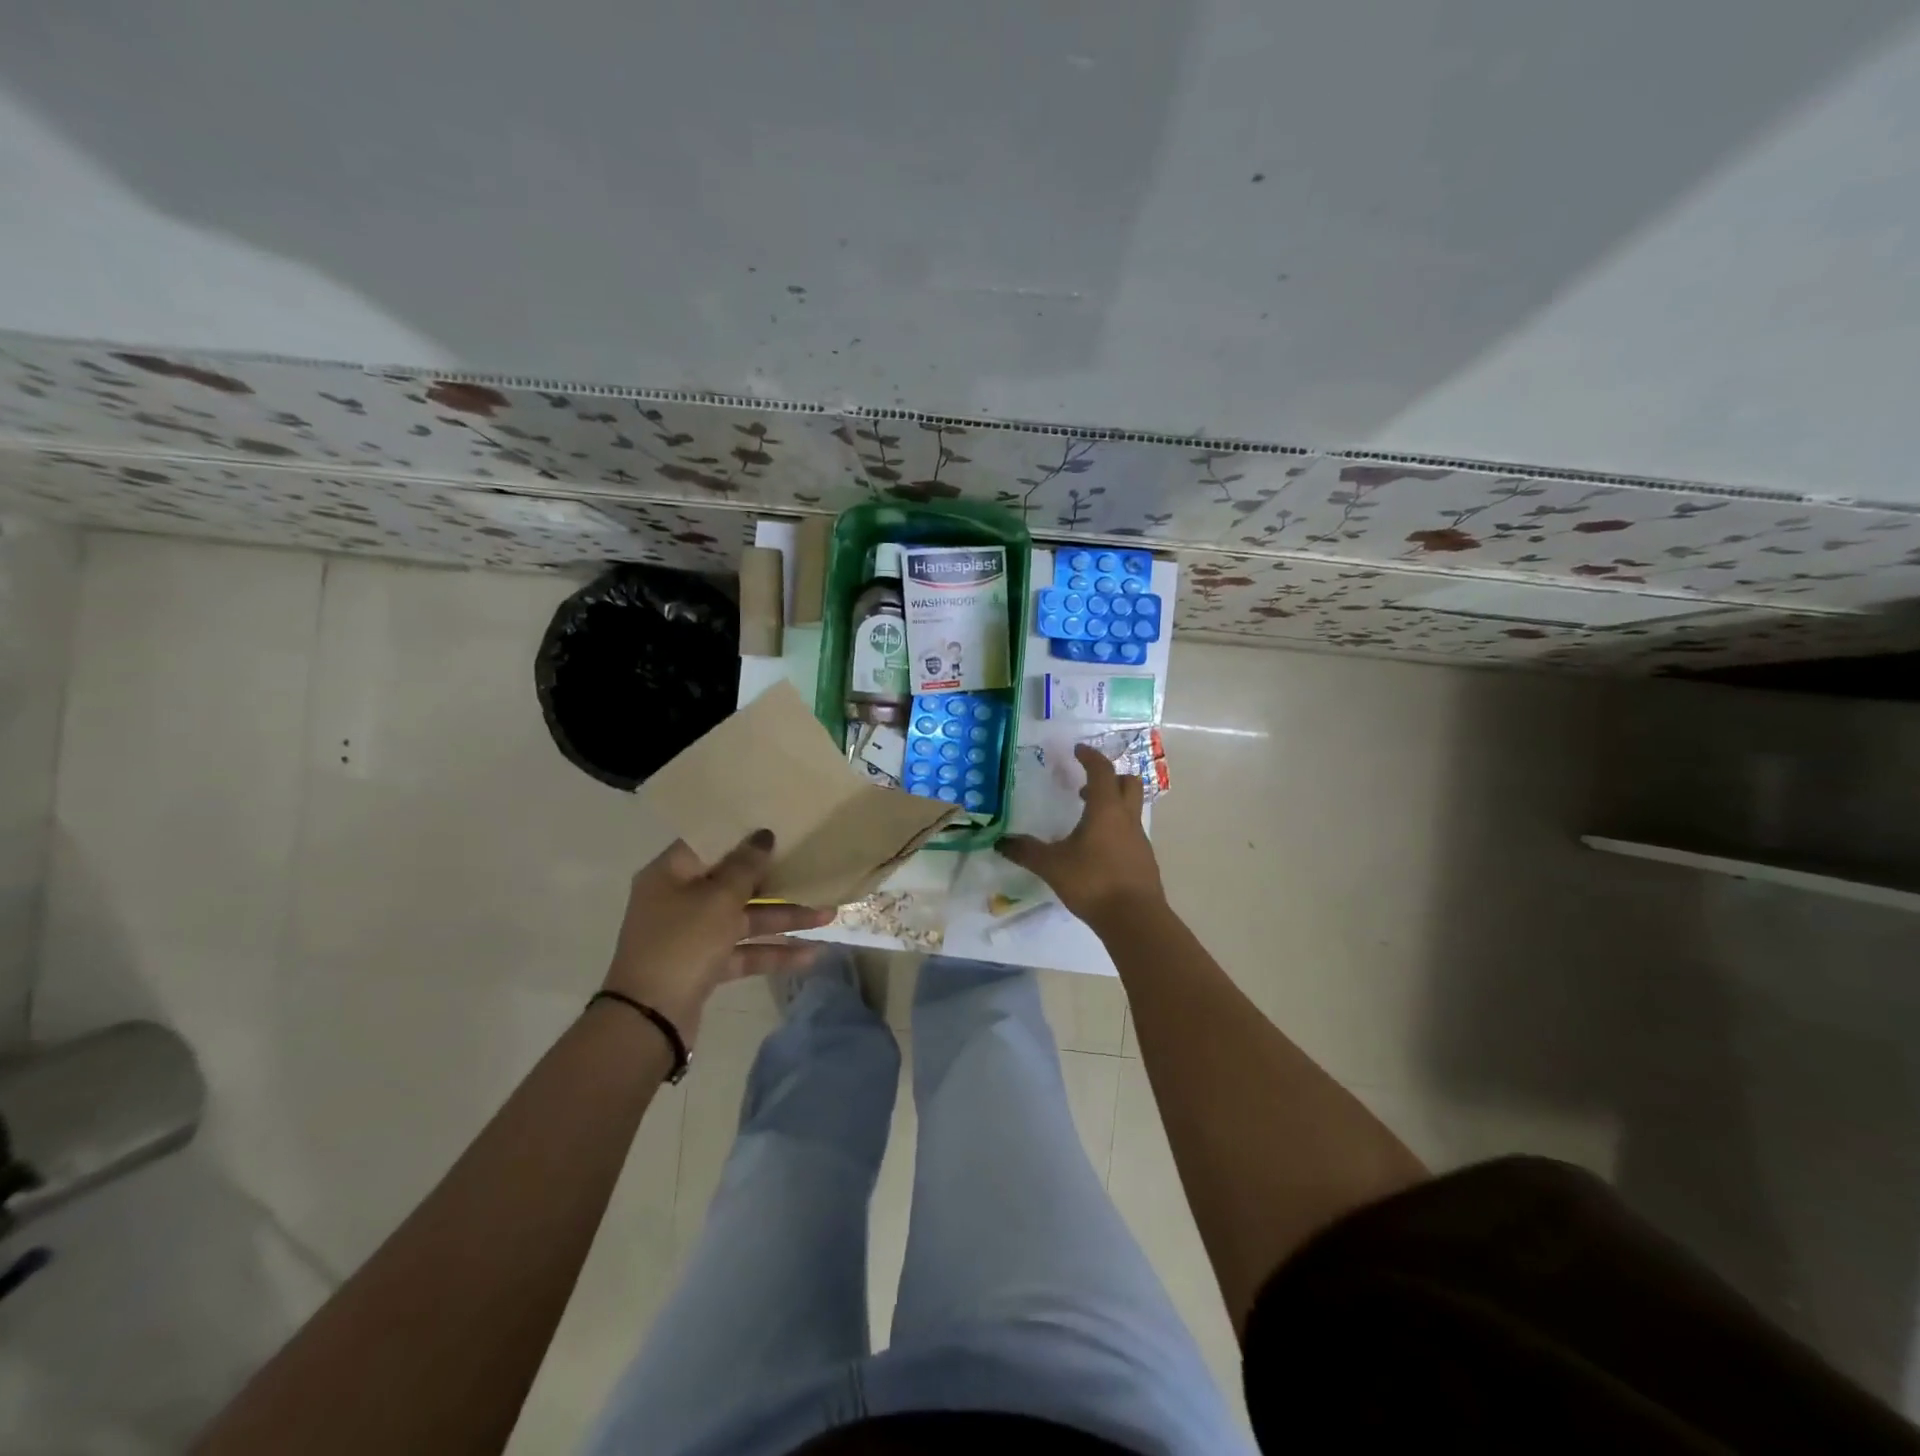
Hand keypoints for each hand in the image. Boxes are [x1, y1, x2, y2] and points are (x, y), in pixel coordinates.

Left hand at [603, 830, 831, 1040]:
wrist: (649, 1020)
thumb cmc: (682, 944)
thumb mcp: (718, 899)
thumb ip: (745, 866)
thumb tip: (762, 835)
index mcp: (671, 874)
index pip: (710, 844)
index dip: (743, 836)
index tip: (778, 828)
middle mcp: (678, 899)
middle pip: (732, 882)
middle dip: (775, 881)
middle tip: (811, 867)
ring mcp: (692, 935)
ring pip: (744, 919)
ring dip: (783, 918)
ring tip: (828, 917)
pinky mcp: (704, 965)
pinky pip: (743, 951)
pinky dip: (772, 952)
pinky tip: (811, 955)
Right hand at [997, 744, 1164, 926]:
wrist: (1135, 919)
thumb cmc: (1093, 882)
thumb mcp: (1052, 866)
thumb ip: (1026, 852)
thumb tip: (1001, 842)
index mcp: (1105, 809)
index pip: (1102, 771)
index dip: (1090, 757)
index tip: (1078, 750)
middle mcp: (1126, 818)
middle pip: (1128, 783)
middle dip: (1109, 777)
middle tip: (1085, 785)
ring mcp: (1139, 839)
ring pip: (1131, 808)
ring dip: (1112, 805)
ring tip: (1086, 820)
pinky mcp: (1143, 859)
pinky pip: (1131, 832)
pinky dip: (1116, 830)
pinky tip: (1098, 850)